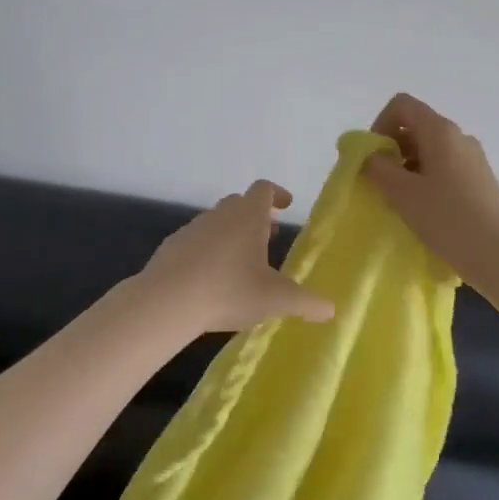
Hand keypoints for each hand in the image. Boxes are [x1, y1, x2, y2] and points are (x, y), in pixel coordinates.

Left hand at [139, 180, 336, 333]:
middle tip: (268, 238)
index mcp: (247, 216)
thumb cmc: (228, 291)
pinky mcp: (171, 247)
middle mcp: (220, 214)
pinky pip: (196, 241)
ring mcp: (192, 228)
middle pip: (240, 203)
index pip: (263, 189)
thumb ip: (306, 303)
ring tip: (241, 263)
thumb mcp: (275, 300)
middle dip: (255, 217)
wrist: (166, 301)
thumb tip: (332, 309)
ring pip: (217, 222)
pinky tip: (210, 278)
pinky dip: (208, 251)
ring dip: (231, 234)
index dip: (277, 194)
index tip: (286, 205)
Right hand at [361, 93, 498, 291]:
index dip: (380, 124)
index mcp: (440, 131)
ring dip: (407, 168)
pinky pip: (444, 168)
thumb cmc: (448, 219)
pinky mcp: (480, 181)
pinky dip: (426, 180)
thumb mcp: (402, 193)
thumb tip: (371, 156)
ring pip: (430, 150)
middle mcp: (459, 137)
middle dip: (391, 149)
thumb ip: (378, 168)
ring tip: (400, 202)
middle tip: (380, 183)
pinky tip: (423, 211)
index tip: (374, 157)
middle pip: (416, 127)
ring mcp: (473, 159)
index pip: (402, 105)